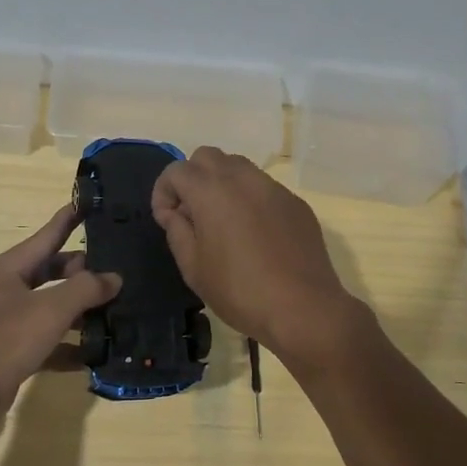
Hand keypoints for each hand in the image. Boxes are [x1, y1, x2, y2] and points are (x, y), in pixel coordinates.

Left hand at [0, 204, 120, 433]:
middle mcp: (6, 290)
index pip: (46, 236)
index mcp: (9, 269)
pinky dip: (69, 346)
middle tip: (117, 272)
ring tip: (116, 310)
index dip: (68, 220)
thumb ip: (86, 290)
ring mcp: (8, 322)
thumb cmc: (3, 340)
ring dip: (80, 311)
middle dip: (82, 272)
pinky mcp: (12, 352)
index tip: (89, 204)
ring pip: (51, 308)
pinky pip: (48, 341)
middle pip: (51, 272)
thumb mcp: (50, 309)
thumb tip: (113, 278)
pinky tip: (95, 353)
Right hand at [151, 147, 369, 367]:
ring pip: (239, 168)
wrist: (303, 308)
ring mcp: (274, 189)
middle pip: (207, 157)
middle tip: (191, 214)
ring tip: (222, 222)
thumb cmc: (239, 291)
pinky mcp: (296, 203)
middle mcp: (243, 179)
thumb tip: (175, 213)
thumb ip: (177, 232)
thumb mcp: (194, 268)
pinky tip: (254, 235)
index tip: (166, 220)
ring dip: (221, 184)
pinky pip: (264, 188)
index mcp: (212, 191)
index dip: (163, 192)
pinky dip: (249, 199)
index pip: (177, 170)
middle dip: (192, 178)